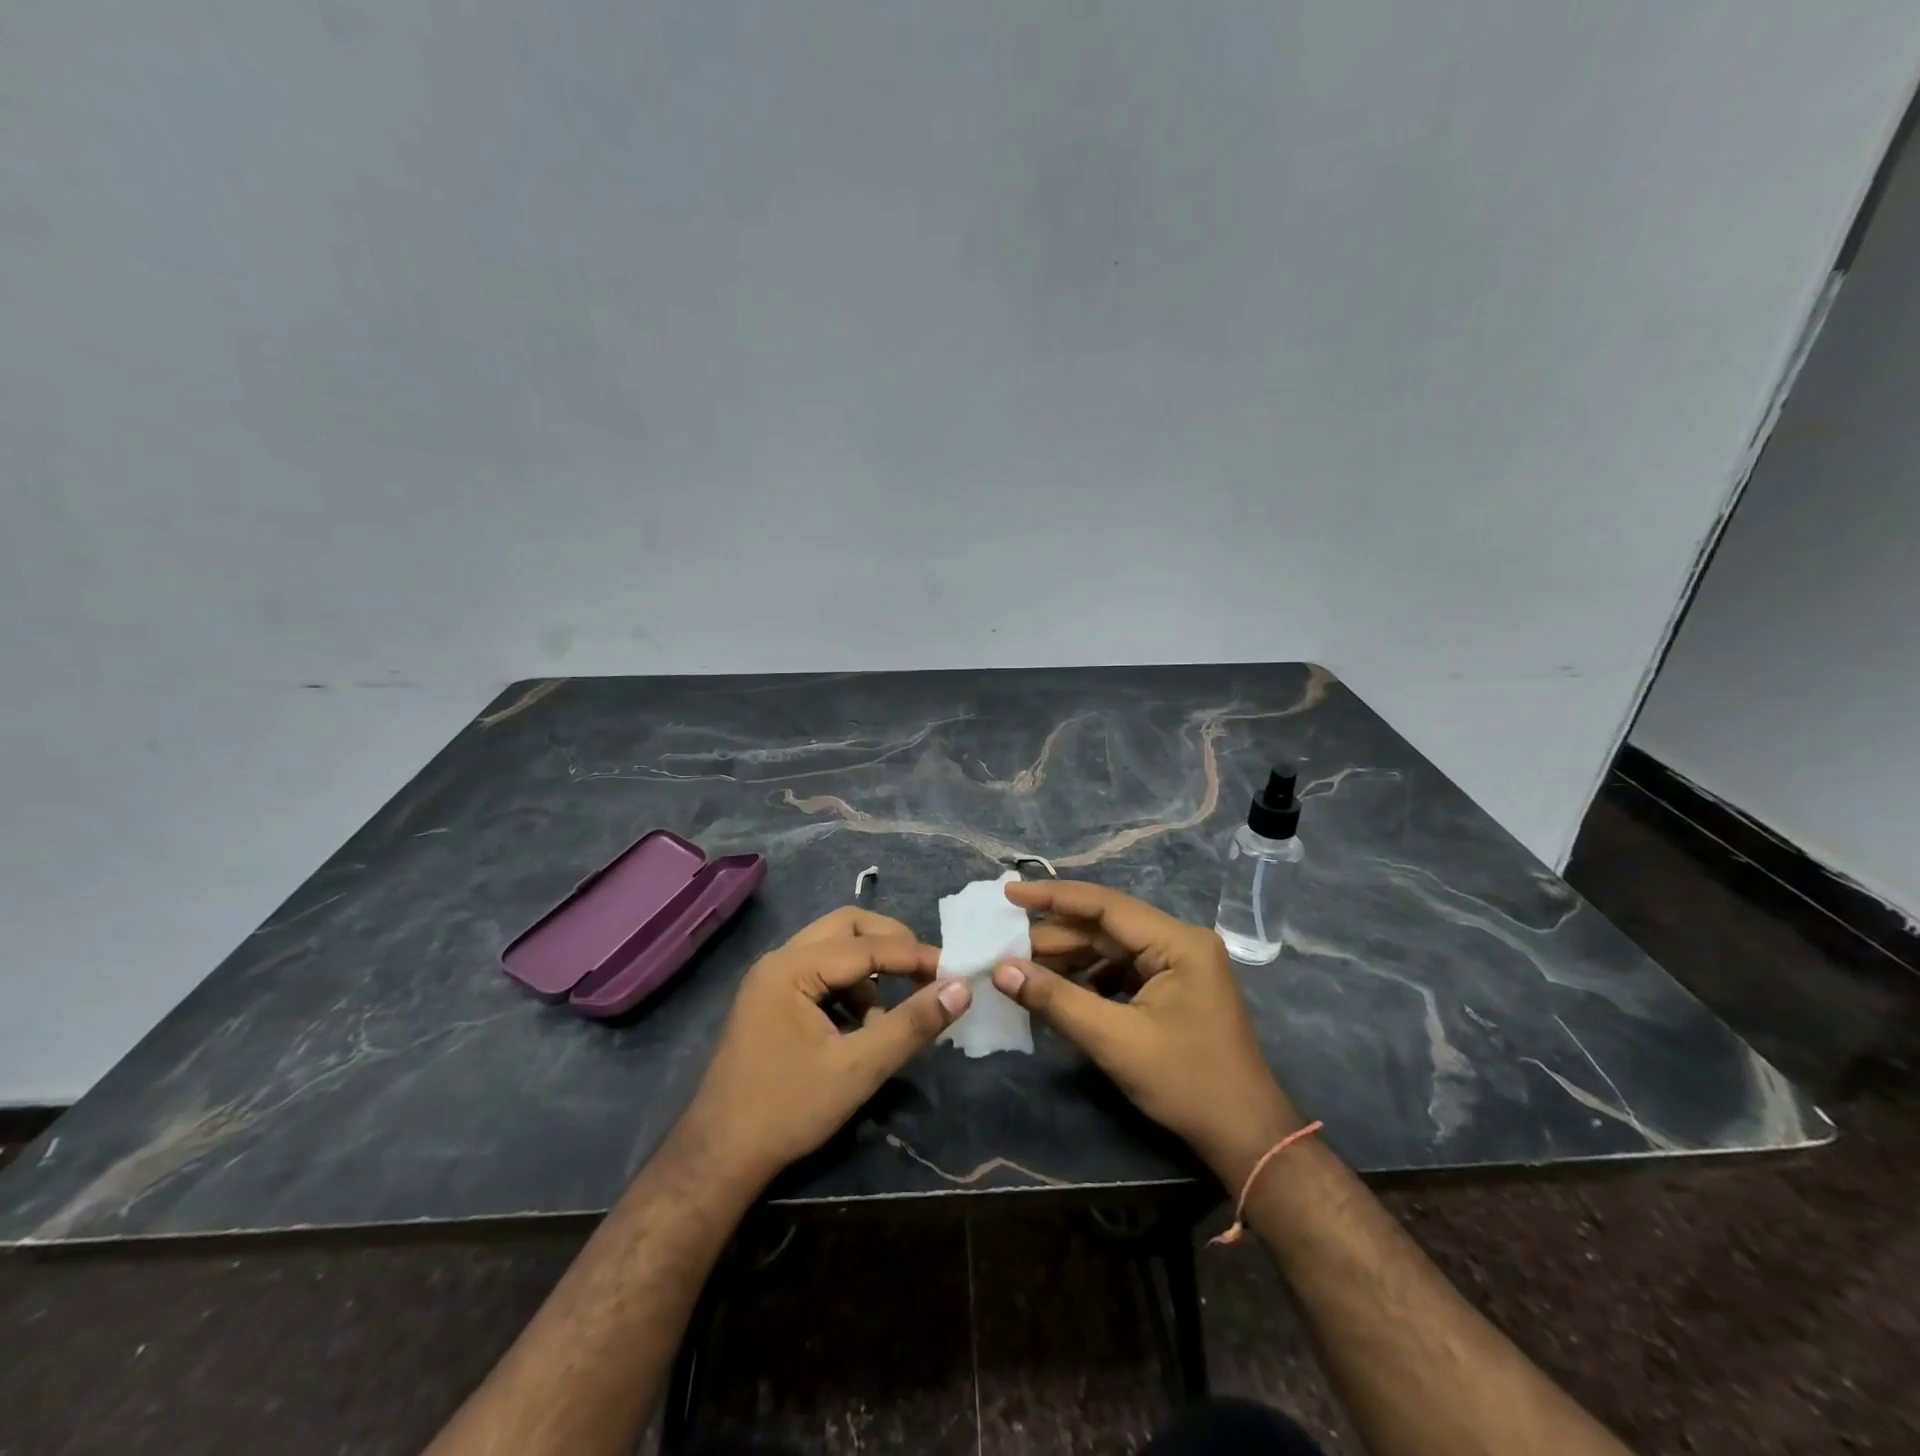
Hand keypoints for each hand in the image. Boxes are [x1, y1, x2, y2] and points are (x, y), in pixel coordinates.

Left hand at [675, 907, 970, 1188]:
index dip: (913, 956)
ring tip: (886, 1019)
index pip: (866, 945)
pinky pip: (819, 973)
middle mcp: (779, 960)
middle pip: (847, 927)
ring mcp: (770, 979)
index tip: (953, 970)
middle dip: (890, 945)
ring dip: (868, 971)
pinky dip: (847, 988)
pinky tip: (859, 1029)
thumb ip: (911, 1025)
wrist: (719, 1158)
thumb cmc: (789, 1109)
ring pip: (833, 949)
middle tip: (924, 972)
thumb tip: (960, 990)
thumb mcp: (859, 1068)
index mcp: (793, 967)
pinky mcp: (770, 1000)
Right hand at [994, 880, 1301, 1186]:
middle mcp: (1180, 942)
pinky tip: (1058, 992)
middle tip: (1006, 948)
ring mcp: (1179, 965)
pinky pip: (1122, 971)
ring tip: (1024, 971)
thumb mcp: (1114, 1040)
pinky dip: (1089, 980)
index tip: (1009, 895)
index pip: (1105, 905)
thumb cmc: (1186, 1083)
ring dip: (1069, 960)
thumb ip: (1056, 1000)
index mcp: (1177, 941)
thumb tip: (1001, 970)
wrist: (1246, 1136)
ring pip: (1111, 950)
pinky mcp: (1174, 988)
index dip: (1053, 898)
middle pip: (1106, 928)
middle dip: (1056, 938)